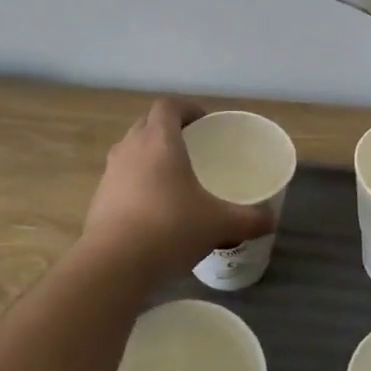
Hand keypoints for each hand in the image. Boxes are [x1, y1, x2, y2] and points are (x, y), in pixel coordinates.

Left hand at [81, 99, 277, 279]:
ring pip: (131, 149)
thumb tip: (271, 220)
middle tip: (190, 147)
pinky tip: (151, 208)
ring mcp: (110, 172)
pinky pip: (120, 177)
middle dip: (167, 128)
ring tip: (171, 178)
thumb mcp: (217, 224)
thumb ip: (248, 219)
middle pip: (147, 123)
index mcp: (160, 140)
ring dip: (148, 154)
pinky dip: (135, 182)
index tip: (203, 122)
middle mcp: (131, 147)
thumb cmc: (169, 228)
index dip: (186, 108)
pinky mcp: (98, 197)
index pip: (168, 105)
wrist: (113, 264)